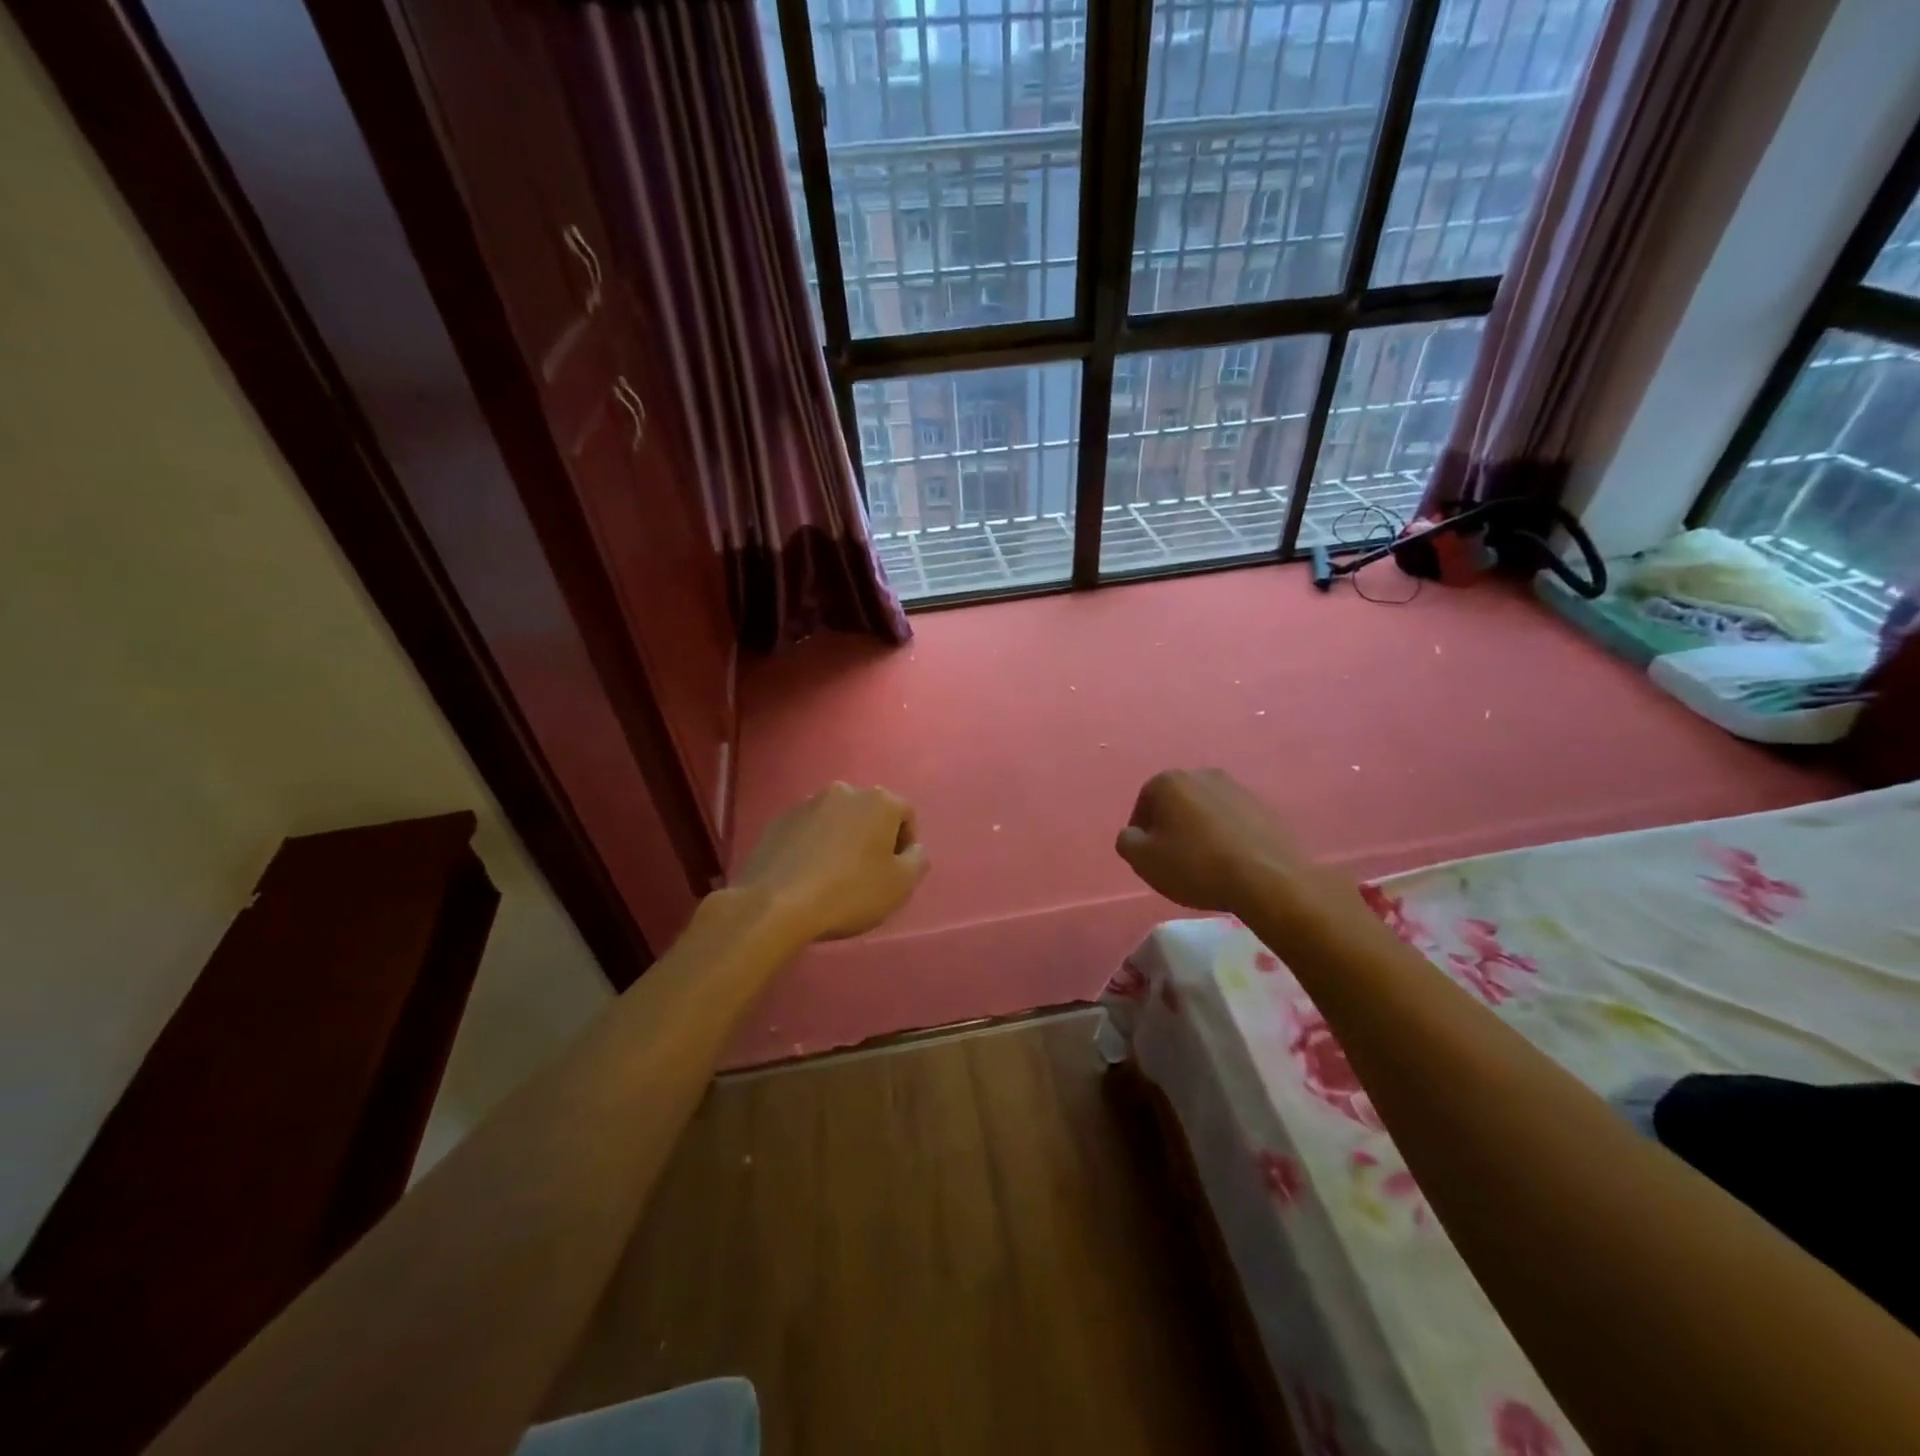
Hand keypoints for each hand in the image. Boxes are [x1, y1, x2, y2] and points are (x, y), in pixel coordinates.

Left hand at [733, 782, 928, 942]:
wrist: (775, 904)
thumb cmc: (849, 892)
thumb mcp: (900, 886)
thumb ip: (917, 861)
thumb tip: (913, 849)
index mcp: (878, 801)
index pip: (905, 814)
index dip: (906, 842)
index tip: (896, 871)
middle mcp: (844, 791)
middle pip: (869, 812)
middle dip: (873, 837)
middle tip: (868, 872)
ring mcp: (808, 804)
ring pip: (837, 819)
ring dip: (842, 839)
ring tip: (835, 874)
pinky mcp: (779, 820)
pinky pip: (808, 830)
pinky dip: (814, 845)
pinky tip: (808, 874)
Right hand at [1116, 768, 1321, 914]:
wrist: (1267, 879)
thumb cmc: (1196, 866)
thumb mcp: (1143, 860)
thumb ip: (1127, 841)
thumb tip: (1134, 834)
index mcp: (1170, 781)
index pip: (1143, 803)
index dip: (1142, 833)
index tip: (1149, 858)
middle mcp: (1203, 774)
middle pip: (1176, 803)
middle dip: (1172, 827)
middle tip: (1174, 860)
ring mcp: (1238, 788)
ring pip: (1206, 811)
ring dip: (1200, 831)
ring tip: (1204, 864)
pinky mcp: (1265, 807)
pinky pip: (1234, 821)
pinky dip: (1227, 837)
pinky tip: (1230, 863)